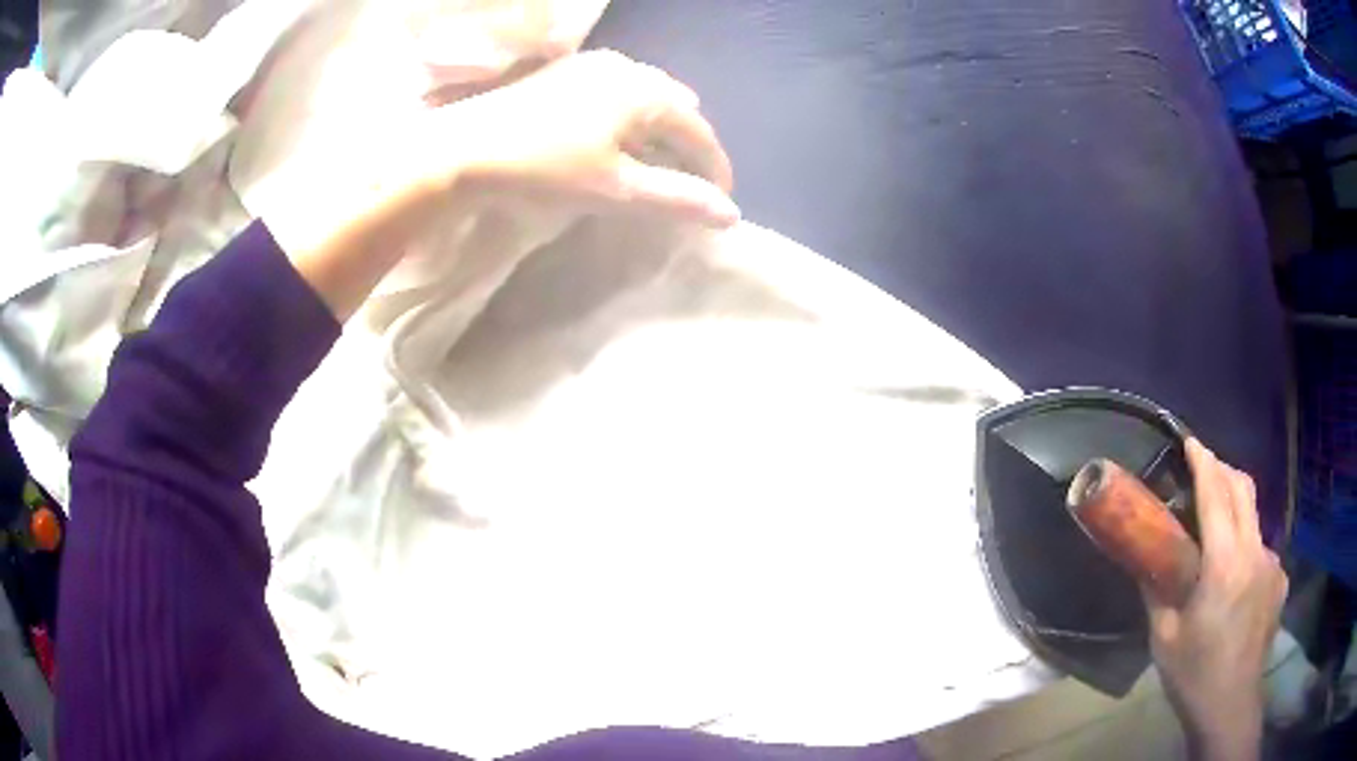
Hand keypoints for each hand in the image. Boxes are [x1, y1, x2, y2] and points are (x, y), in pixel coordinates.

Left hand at [433, 49, 738, 225]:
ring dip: (657, 129)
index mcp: (647, 92)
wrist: (461, 149)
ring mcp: (592, 65)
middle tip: (685, 182)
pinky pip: (616, 91)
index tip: (721, 201)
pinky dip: (628, 116)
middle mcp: (627, 67)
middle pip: (676, 107)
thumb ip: (677, 199)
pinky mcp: (564, 72)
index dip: (716, 168)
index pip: (699, 131)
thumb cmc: (543, 169)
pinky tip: (612, 138)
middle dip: (687, 144)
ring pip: (645, 95)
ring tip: (651, 164)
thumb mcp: (615, 190)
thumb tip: (731, 215)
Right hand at [1147, 439, 1286, 760]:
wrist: (1230, 705)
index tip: (1190, 442)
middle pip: (1243, 490)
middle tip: (1202, 470)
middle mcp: (1255, 552)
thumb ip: (1157, 591)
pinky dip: (1247, 549)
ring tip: (1217, 538)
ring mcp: (1272, 565)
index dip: (1203, 462)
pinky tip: (1235, 582)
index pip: (1217, 495)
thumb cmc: (1193, 674)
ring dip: (1235, 513)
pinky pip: (1262, 550)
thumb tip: (1144, 558)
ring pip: (1255, 520)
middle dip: (1222, 470)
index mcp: (1225, 564)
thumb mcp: (1164, 637)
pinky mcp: (1280, 581)